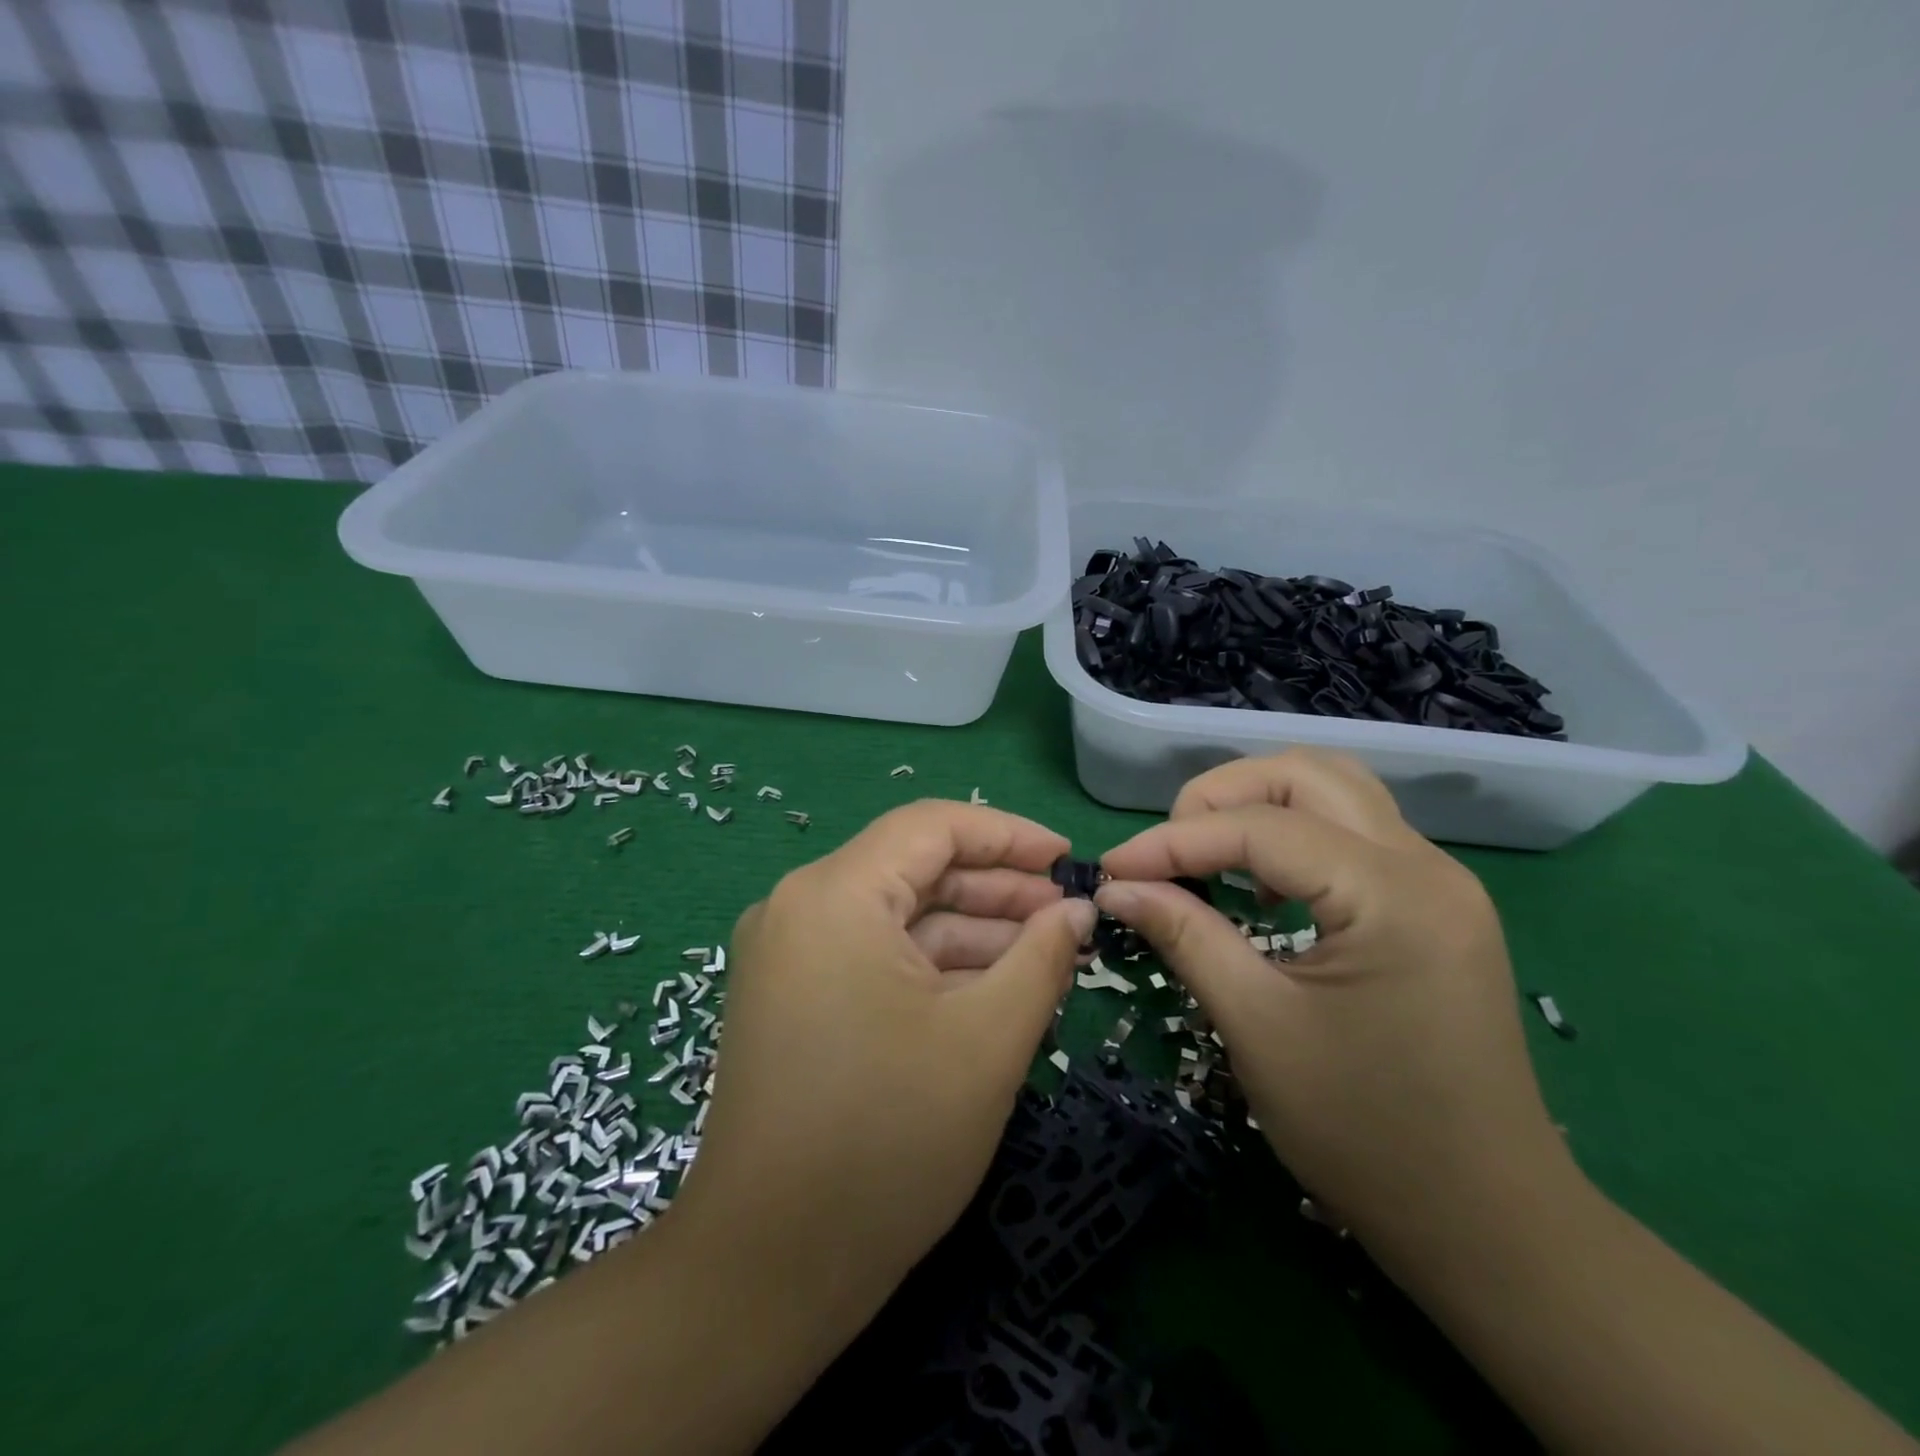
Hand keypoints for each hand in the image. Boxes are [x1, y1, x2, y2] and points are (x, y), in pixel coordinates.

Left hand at [669, 800, 1096, 1316]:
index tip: (1070, 861)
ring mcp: (788, 953)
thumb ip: (1041, 957)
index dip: (1009, 834)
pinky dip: (932, 965)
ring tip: (1045, 954)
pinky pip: (874, 955)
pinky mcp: (791, 996)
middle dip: (996, 888)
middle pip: (914, 868)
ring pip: (897, 915)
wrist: (766, 1270)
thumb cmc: (886, 1141)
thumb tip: (1075, 910)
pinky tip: (991, 986)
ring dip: (970, 931)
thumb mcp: (986, 1040)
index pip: (932, 826)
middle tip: (1067, 917)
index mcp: (834, 894)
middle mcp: (799, 906)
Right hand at [1095, 750, 1571, 1256]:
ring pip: (1334, 791)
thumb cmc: (1364, 1132)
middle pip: (1306, 774)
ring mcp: (1438, 882)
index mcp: (1392, 896)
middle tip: (1166, 852)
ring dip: (1258, 805)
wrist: (1487, 1223)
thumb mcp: (1257, 1027)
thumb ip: (1184, 936)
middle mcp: (1426, 867)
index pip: (1261, 828)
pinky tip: (1262, 885)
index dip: (1173, 840)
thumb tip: (1116, 886)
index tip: (1112, 869)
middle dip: (1220, 797)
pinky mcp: (1434, 906)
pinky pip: (1352, 832)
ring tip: (1207, 856)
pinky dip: (1293, 835)